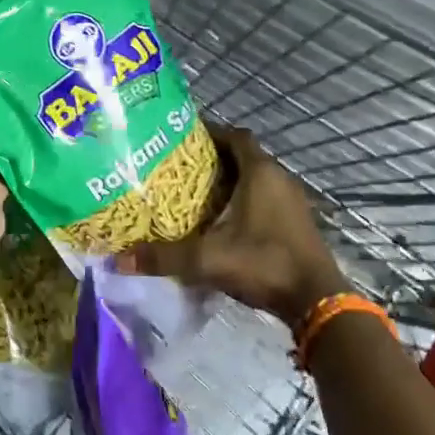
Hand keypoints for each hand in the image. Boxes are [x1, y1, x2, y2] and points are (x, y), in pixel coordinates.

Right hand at [116, 126, 346, 328]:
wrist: (316, 301)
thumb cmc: (263, 263)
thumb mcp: (207, 259)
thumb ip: (163, 257)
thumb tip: (118, 260)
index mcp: (260, 173)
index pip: (235, 136)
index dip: (211, 133)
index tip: (183, 139)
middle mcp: (279, 179)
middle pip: (244, 156)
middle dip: (214, 159)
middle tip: (180, 167)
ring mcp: (292, 202)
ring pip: (256, 179)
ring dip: (230, 182)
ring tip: (196, 193)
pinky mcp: (297, 223)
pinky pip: (266, 199)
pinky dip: (244, 201)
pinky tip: (222, 220)